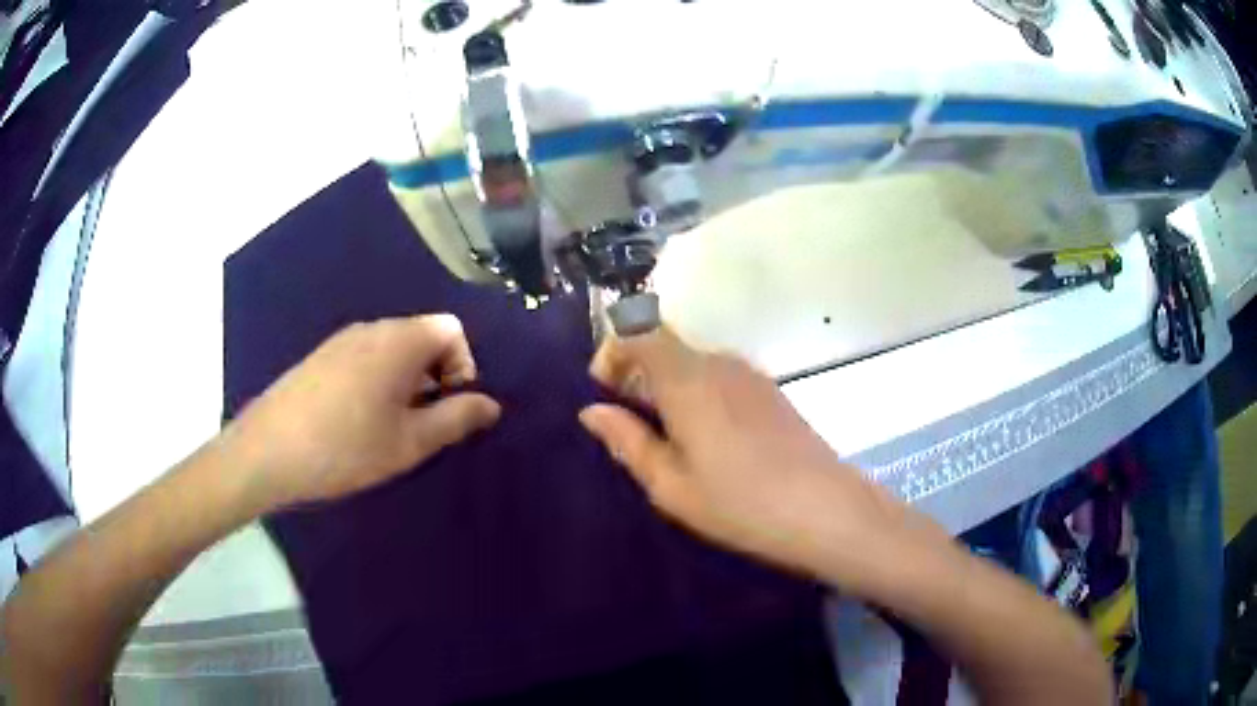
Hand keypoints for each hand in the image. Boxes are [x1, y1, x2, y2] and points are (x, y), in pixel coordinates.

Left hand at [225, 315, 499, 510]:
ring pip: (392, 349)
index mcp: (399, 340)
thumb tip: (491, 404)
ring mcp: (341, 340)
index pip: (452, 329)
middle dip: (434, 377)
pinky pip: (365, 357)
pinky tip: (357, 422)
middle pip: (422, 336)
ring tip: (389, 429)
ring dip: (406, 383)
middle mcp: (372, 328)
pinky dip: (377, 382)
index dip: (462, 367)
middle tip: (420, 426)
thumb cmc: (345, 448)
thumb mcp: (409, 443)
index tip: (447, 408)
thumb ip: (456, 419)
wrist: (267, 453)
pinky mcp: (320, 357)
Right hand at [581, 329, 923, 590]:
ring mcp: (750, 375)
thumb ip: (628, 442)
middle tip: (634, 430)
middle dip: (638, 377)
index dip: (613, 353)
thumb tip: (592, 412)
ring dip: (670, 390)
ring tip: (673, 445)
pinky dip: (700, 398)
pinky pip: (720, 379)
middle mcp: (719, 363)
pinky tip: (713, 446)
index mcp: (687, 379)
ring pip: (693, 365)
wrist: (825, 510)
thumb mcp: (671, 485)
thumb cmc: (740, 503)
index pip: (639, 331)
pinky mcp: (770, 392)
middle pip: (665, 347)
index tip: (606, 394)